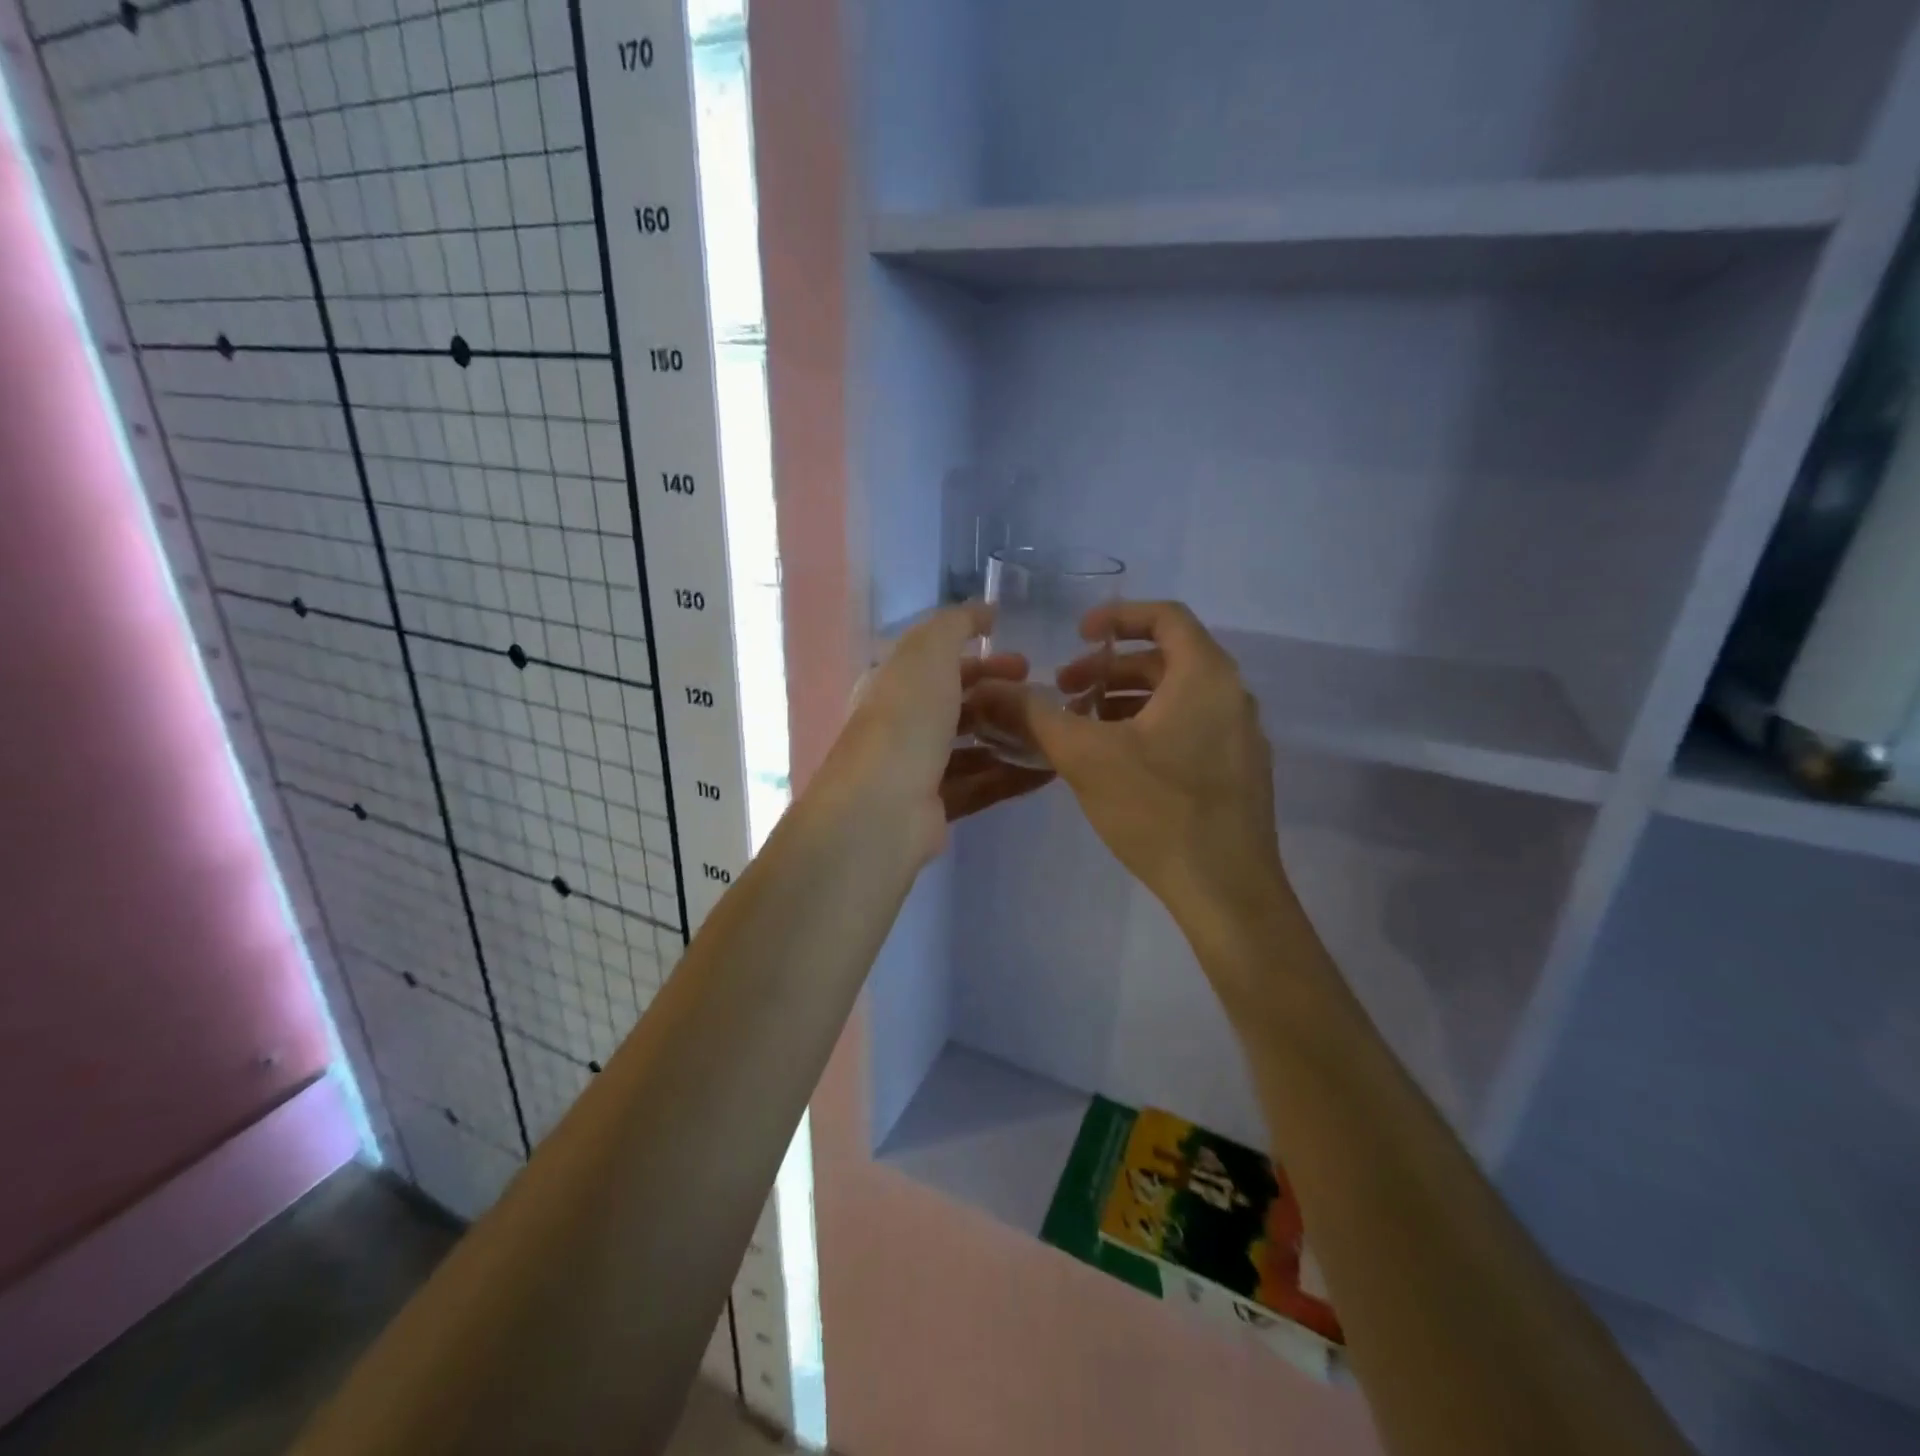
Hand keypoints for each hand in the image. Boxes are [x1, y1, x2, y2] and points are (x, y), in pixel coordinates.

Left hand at [822, 603, 1053, 862]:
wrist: (883, 807)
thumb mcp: (928, 652)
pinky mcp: (938, 808)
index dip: (982, 659)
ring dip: (1012, 737)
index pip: (940, 665)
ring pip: (973, 748)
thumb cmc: (905, 719)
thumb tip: (985, 610)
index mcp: (893, 685)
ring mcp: (919, 769)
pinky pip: (983, 785)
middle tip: (1045, 697)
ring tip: (1054, 731)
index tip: (1025, 661)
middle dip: (1002, 698)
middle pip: (959, 706)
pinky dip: (1014, 776)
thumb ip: (957, 624)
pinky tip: (1050, 769)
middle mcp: (902, 725)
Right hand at [1005, 601, 1287, 931]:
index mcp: (1206, 676)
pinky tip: (1117, 762)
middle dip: (1111, 669)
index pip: (1166, 616)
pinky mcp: (1239, 771)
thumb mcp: (1085, 756)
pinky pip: (1191, 727)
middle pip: (1167, 659)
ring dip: (1127, 700)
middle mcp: (1232, 696)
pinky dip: (1151, 726)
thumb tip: (992, 690)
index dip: (1118, 616)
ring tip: (1083, 727)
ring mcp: (1241, 736)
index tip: (1078, 634)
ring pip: (1178, 697)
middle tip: (1067, 690)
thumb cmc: (1157, 810)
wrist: (1224, 890)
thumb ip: (1036, 715)